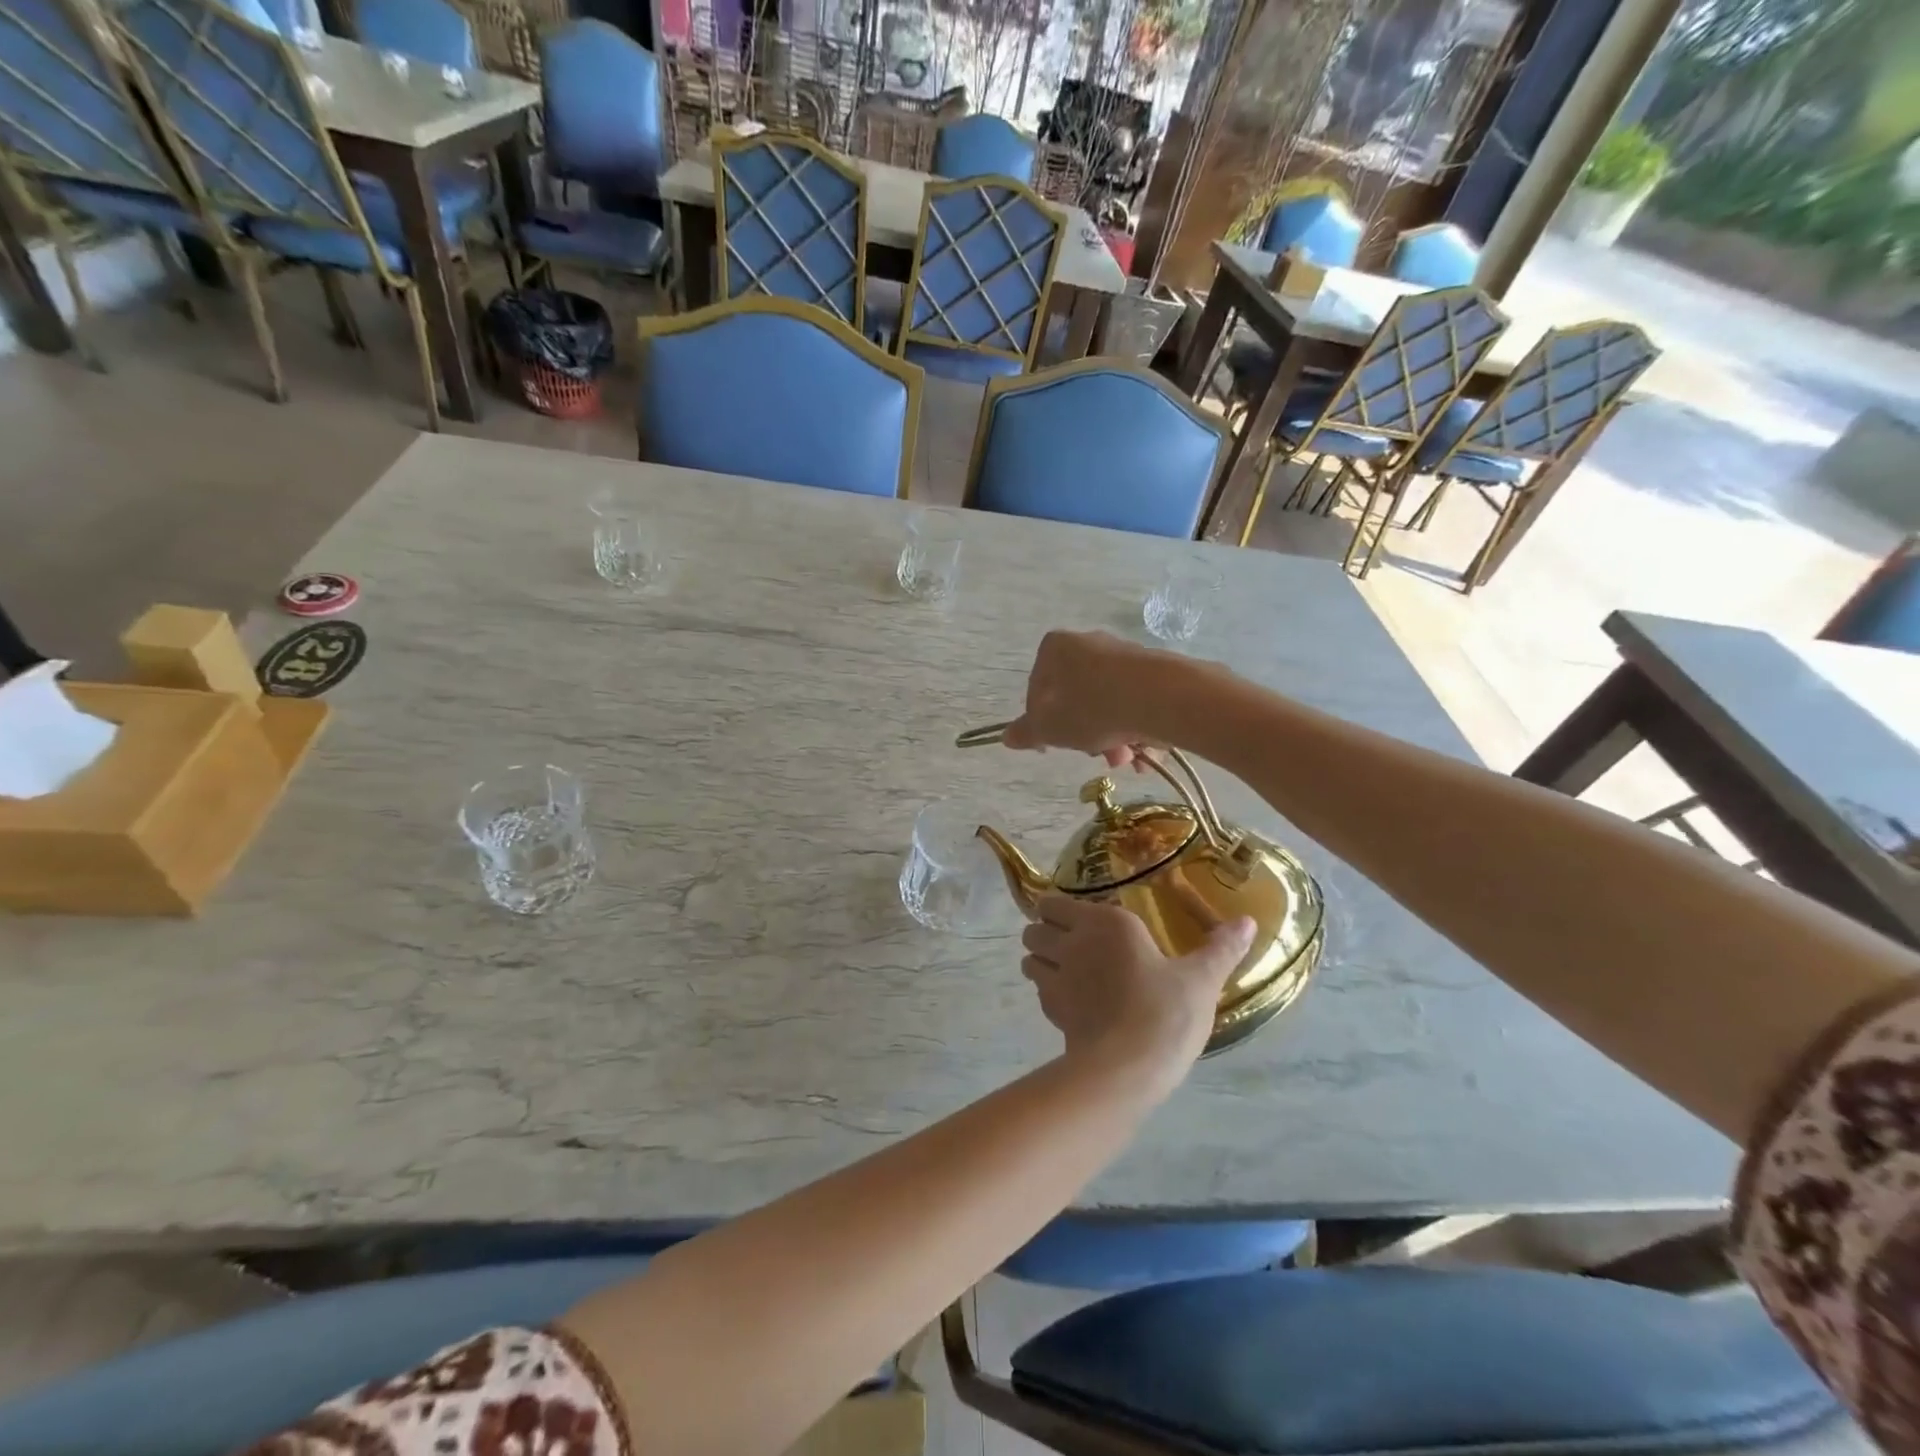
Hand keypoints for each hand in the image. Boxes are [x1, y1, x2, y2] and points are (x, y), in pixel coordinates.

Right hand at [1001, 631, 1171, 767]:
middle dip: (1084, 734)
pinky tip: (1145, 753)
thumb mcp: (1050, 728)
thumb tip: (1007, 737)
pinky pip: (1136, 703)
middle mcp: (1088, 643)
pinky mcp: (1154, 669)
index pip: (1037, 689)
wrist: (1159, 697)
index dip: (1041, 722)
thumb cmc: (1091, 708)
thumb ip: (1027, 732)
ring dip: (1112, 738)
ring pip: (1108, 704)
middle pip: (1076, 698)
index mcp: (1055, 648)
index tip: (1052, 745)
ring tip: (1125, 759)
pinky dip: (1136, 728)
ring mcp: (1123, 655)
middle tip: (1094, 757)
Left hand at [1021, 896, 1255, 1088]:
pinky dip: (1046, 989)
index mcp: (1106, 922)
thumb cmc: (1166, 1012)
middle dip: (1044, 931)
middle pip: (1034, 926)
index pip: (1056, 903)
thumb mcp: (1202, 979)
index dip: (1059, 910)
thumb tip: (1248, 921)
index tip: (1077, 919)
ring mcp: (1056, 976)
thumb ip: (1221, 948)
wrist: (1128, 1068)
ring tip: (1064, 970)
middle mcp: (1073, 942)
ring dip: (1039, 959)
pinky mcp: (1050, 1009)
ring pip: (1029, 956)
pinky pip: (1038, 989)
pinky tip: (1072, 1001)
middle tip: (1069, 943)